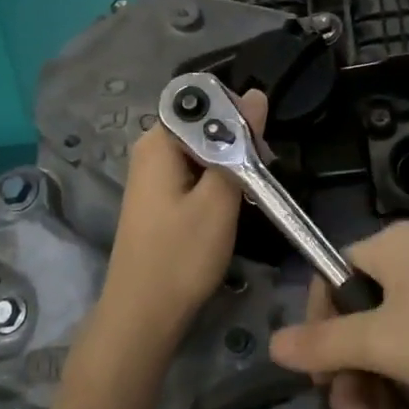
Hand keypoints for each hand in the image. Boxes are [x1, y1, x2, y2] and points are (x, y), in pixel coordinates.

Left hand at [99, 88, 268, 338]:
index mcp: (158, 141)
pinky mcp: (159, 199)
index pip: (200, 102)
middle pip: (201, 126)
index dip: (234, 112)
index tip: (260, 140)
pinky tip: (232, 203)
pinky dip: (216, 182)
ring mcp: (152, 177)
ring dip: (229, 163)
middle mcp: (150, 151)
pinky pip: (193, 174)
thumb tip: (254, 94)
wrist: (144, 314)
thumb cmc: (182, 254)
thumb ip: (237, 144)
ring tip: (255, 187)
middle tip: (265, 168)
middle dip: (235, 140)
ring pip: (200, 152)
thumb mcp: (219, 198)